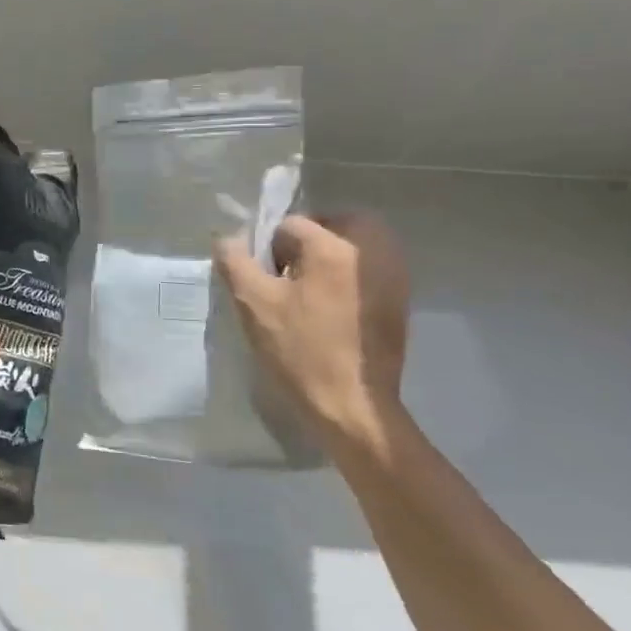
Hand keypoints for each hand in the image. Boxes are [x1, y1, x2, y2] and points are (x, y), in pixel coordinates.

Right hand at [213, 212, 410, 458]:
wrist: (353, 407)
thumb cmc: (300, 350)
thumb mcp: (252, 303)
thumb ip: (235, 260)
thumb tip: (230, 238)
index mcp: (335, 248)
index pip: (292, 224)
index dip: (270, 249)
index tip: (266, 280)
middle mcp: (373, 253)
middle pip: (336, 223)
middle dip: (309, 238)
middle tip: (289, 271)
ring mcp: (393, 278)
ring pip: (358, 243)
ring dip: (332, 254)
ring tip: (308, 289)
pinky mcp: (400, 303)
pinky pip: (371, 267)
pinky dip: (350, 273)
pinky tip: (331, 307)